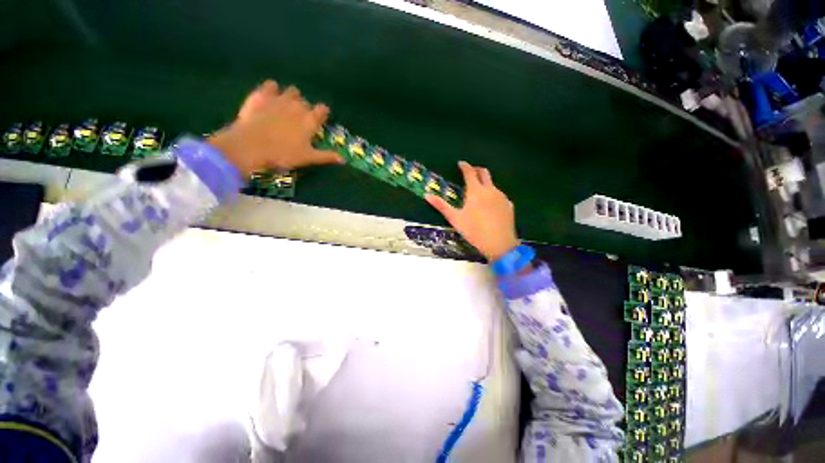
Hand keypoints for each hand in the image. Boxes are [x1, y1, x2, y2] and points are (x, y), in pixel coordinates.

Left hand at [207, 80, 343, 175]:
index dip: (322, 113)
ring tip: (287, 106)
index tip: (320, 119)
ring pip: (291, 91)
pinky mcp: (261, 95)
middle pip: (306, 102)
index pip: (323, 110)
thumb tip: (344, 159)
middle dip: (305, 108)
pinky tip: (270, 96)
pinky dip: (272, 89)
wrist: (252, 146)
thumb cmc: (284, 154)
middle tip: (300, 119)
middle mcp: (297, 106)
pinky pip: (270, 85)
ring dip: (292, 97)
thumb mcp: (308, 158)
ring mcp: (279, 98)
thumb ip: (327, 156)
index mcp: (310, 120)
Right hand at [426, 161, 519, 261]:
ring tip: (479, 193)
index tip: (461, 163)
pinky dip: (493, 196)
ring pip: (492, 185)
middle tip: (471, 172)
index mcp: (476, 191)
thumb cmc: (474, 230)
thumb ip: (441, 206)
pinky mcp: (509, 205)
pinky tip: (490, 206)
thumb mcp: (455, 218)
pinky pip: (500, 196)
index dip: (464, 166)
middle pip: (484, 173)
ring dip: (485, 184)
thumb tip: (426, 195)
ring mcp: (502, 197)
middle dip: (476, 170)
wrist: (500, 243)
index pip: (469, 172)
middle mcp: (490, 190)